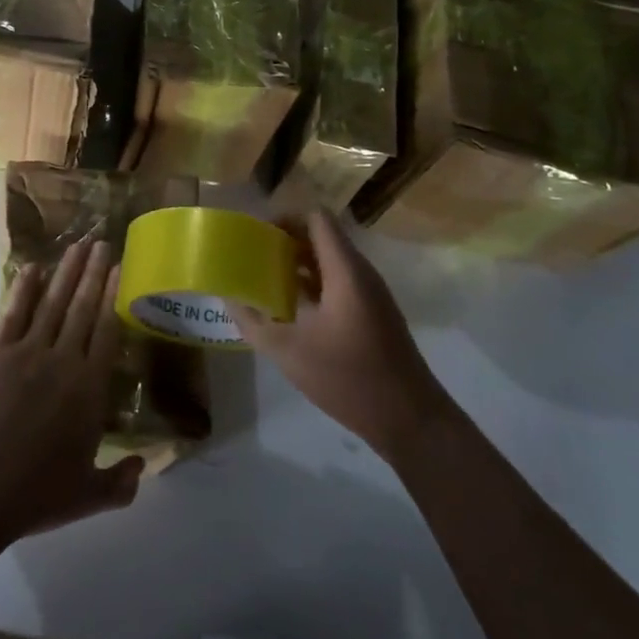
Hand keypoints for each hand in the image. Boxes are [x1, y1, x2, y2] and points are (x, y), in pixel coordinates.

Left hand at [0, 240, 142, 542]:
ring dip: (67, 271)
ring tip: (78, 245)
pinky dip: (24, 288)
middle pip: (83, 307)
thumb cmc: (35, 493)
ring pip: (53, 301)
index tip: (120, 268)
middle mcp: (64, 359)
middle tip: (102, 242)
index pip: (107, 331)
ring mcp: (28, 351)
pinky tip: (34, 268)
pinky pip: (14, 312)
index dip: (114, 296)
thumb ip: (121, 482)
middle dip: (94, 272)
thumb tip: (144, 465)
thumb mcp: (88, 495)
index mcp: (89, 388)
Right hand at [231, 210, 453, 461]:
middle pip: (321, 237)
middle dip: (286, 242)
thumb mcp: (289, 351)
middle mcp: (361, 273)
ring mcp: (371, 294)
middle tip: (254, 258)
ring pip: (330, 262)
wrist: (410, 420)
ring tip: (265, 281)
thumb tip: (227, 298)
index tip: (257, 236)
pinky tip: (290, 310)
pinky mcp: (374, 314)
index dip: (285, 218)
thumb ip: (253, 322)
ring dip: (298, 265)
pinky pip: (339, 283)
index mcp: (344, 270)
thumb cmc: (349, 378)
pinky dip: (313, 285)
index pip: (316, 218)